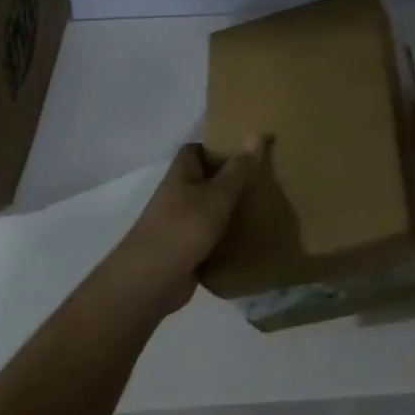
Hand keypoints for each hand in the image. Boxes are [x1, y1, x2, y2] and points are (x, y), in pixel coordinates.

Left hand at [109, 139, 265, 317]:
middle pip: (204, 180)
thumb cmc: (183, 228)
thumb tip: (258, 133)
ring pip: (209, 210)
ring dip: (229, 210)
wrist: (151, 281)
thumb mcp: (217, 195)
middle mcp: (177, 196)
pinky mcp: (185, 251)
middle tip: (263, 176)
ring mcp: (179, 225)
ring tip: (263, 205)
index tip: (245, 148)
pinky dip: (226, 238)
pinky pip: (210, 238)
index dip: (216, 146)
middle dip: (230, 178)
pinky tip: (250, 238)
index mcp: (180, 175)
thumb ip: (238, 169)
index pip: (195, 150)